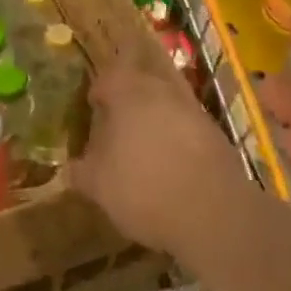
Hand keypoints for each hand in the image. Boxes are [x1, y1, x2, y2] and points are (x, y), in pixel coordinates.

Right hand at [70, 63, 249, 261]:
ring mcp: (195, 112)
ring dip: (155, 118)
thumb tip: (72, 166)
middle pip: (143, 81)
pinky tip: (170, 165)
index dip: (99, 88)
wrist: (215, 215)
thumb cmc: (143, 189)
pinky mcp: (218, 137)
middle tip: (115, 121)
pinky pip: (189, 128)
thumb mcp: (99, 186)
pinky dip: (177, 139)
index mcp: (128, 93)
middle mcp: (163, 92)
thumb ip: (82, 171)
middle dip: (129, 96)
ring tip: (142, 145)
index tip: (92, 106)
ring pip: (168, 103)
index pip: (109, 75)